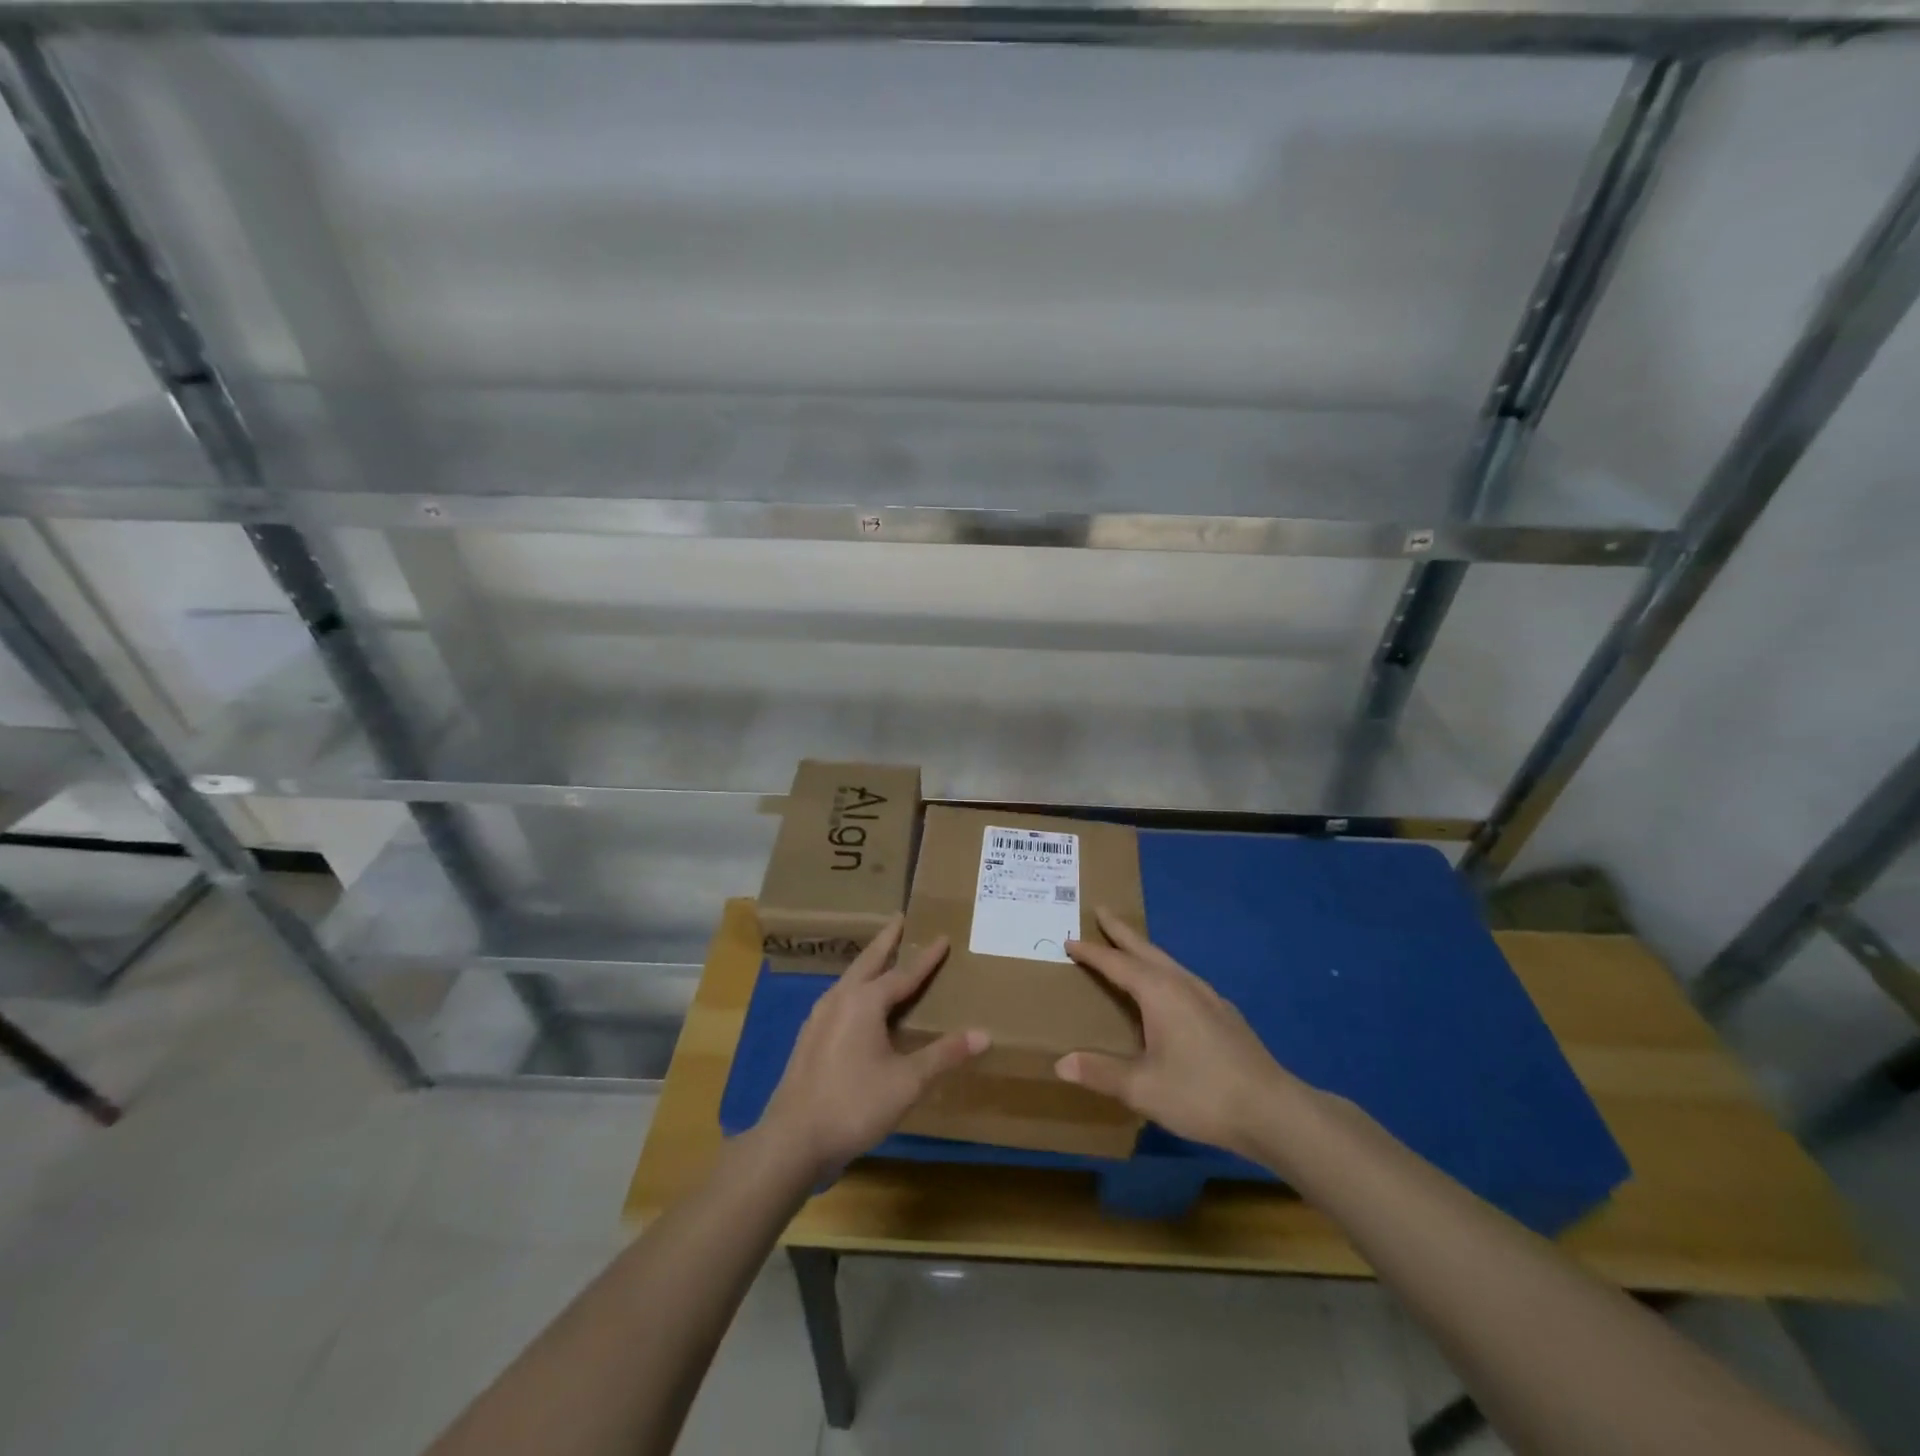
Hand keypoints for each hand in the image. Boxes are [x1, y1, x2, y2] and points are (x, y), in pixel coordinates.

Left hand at [761, 915, 988, 1180]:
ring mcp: (819, 1017)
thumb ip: (943, 1055)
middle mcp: (840, 999)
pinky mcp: (809, 1037)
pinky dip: (856, 987)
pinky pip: (839, 998)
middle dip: (886, 940)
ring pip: (850, 979)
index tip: (943, 937)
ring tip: (883, 957)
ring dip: (869, 963)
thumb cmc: (854, 1104)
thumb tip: (983, 1034)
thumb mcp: (907, 1082)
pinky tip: (858, 1003)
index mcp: (864, 1001)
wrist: (793, 1139)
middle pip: (869, 961)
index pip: (904, 973)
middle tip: (900, 918)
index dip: (926, 958)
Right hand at [1056, 908, 1315, 1160]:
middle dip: (1121, 931)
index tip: (1069, 940)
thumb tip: (1061, 1064)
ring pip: (1167, 962)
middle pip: (1145, 949)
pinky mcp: (1224, 1014)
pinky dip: (1162, 970)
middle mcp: (1183, 984)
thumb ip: (1101, 1073)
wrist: (1273, 1110)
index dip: (1091, 952)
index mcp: (1159, 992)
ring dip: (1143, 949)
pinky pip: (1182, 978)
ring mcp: (1208, 997)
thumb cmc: (1201, 1093)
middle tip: (1101, 911)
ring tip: (1128, 947)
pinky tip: (1167, 989)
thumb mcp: (1143, 1088)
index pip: (1116, 963)